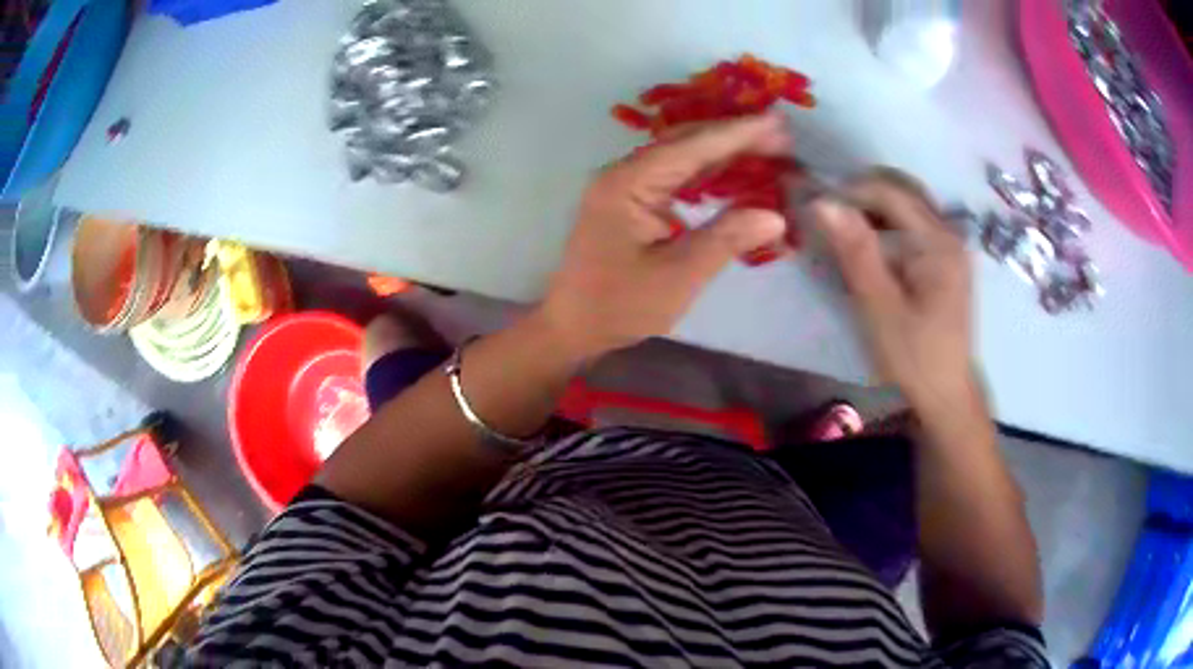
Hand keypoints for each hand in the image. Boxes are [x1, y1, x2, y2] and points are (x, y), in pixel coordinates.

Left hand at [539, 114, 790, 359]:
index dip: (738, 134)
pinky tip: (733, 172)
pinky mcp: (631, 201)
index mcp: (629, 183)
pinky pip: (674, 175)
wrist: (573, 326)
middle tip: (781, 135)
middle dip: (734, 137)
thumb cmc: (619, 305)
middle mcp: (624, 173)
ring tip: (767, 148)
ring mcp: (625, 185)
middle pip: (686, 143)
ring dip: (723, 151)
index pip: (692, 148)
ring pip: (681, 156)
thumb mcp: (677, 276)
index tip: (777, 123)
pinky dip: (707, 172)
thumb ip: (725, 240)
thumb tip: (774, 215)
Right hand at [808, 169, 974, 412]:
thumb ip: (857, 253)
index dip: (851, 191)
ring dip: (874, 210)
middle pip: (902, 192)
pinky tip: (869, 246)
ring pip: (907, 206)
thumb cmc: (914, 356)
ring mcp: (951, 246)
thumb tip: (824, 204)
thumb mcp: (880, 308)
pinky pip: (914, 226)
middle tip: (828, 215)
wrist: (946, 393)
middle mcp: (950, 234)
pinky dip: (887, 226)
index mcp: (939, 243)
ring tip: (843, 229)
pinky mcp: (947, 260)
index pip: (891, 192)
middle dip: (862, 196)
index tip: (817, 206)